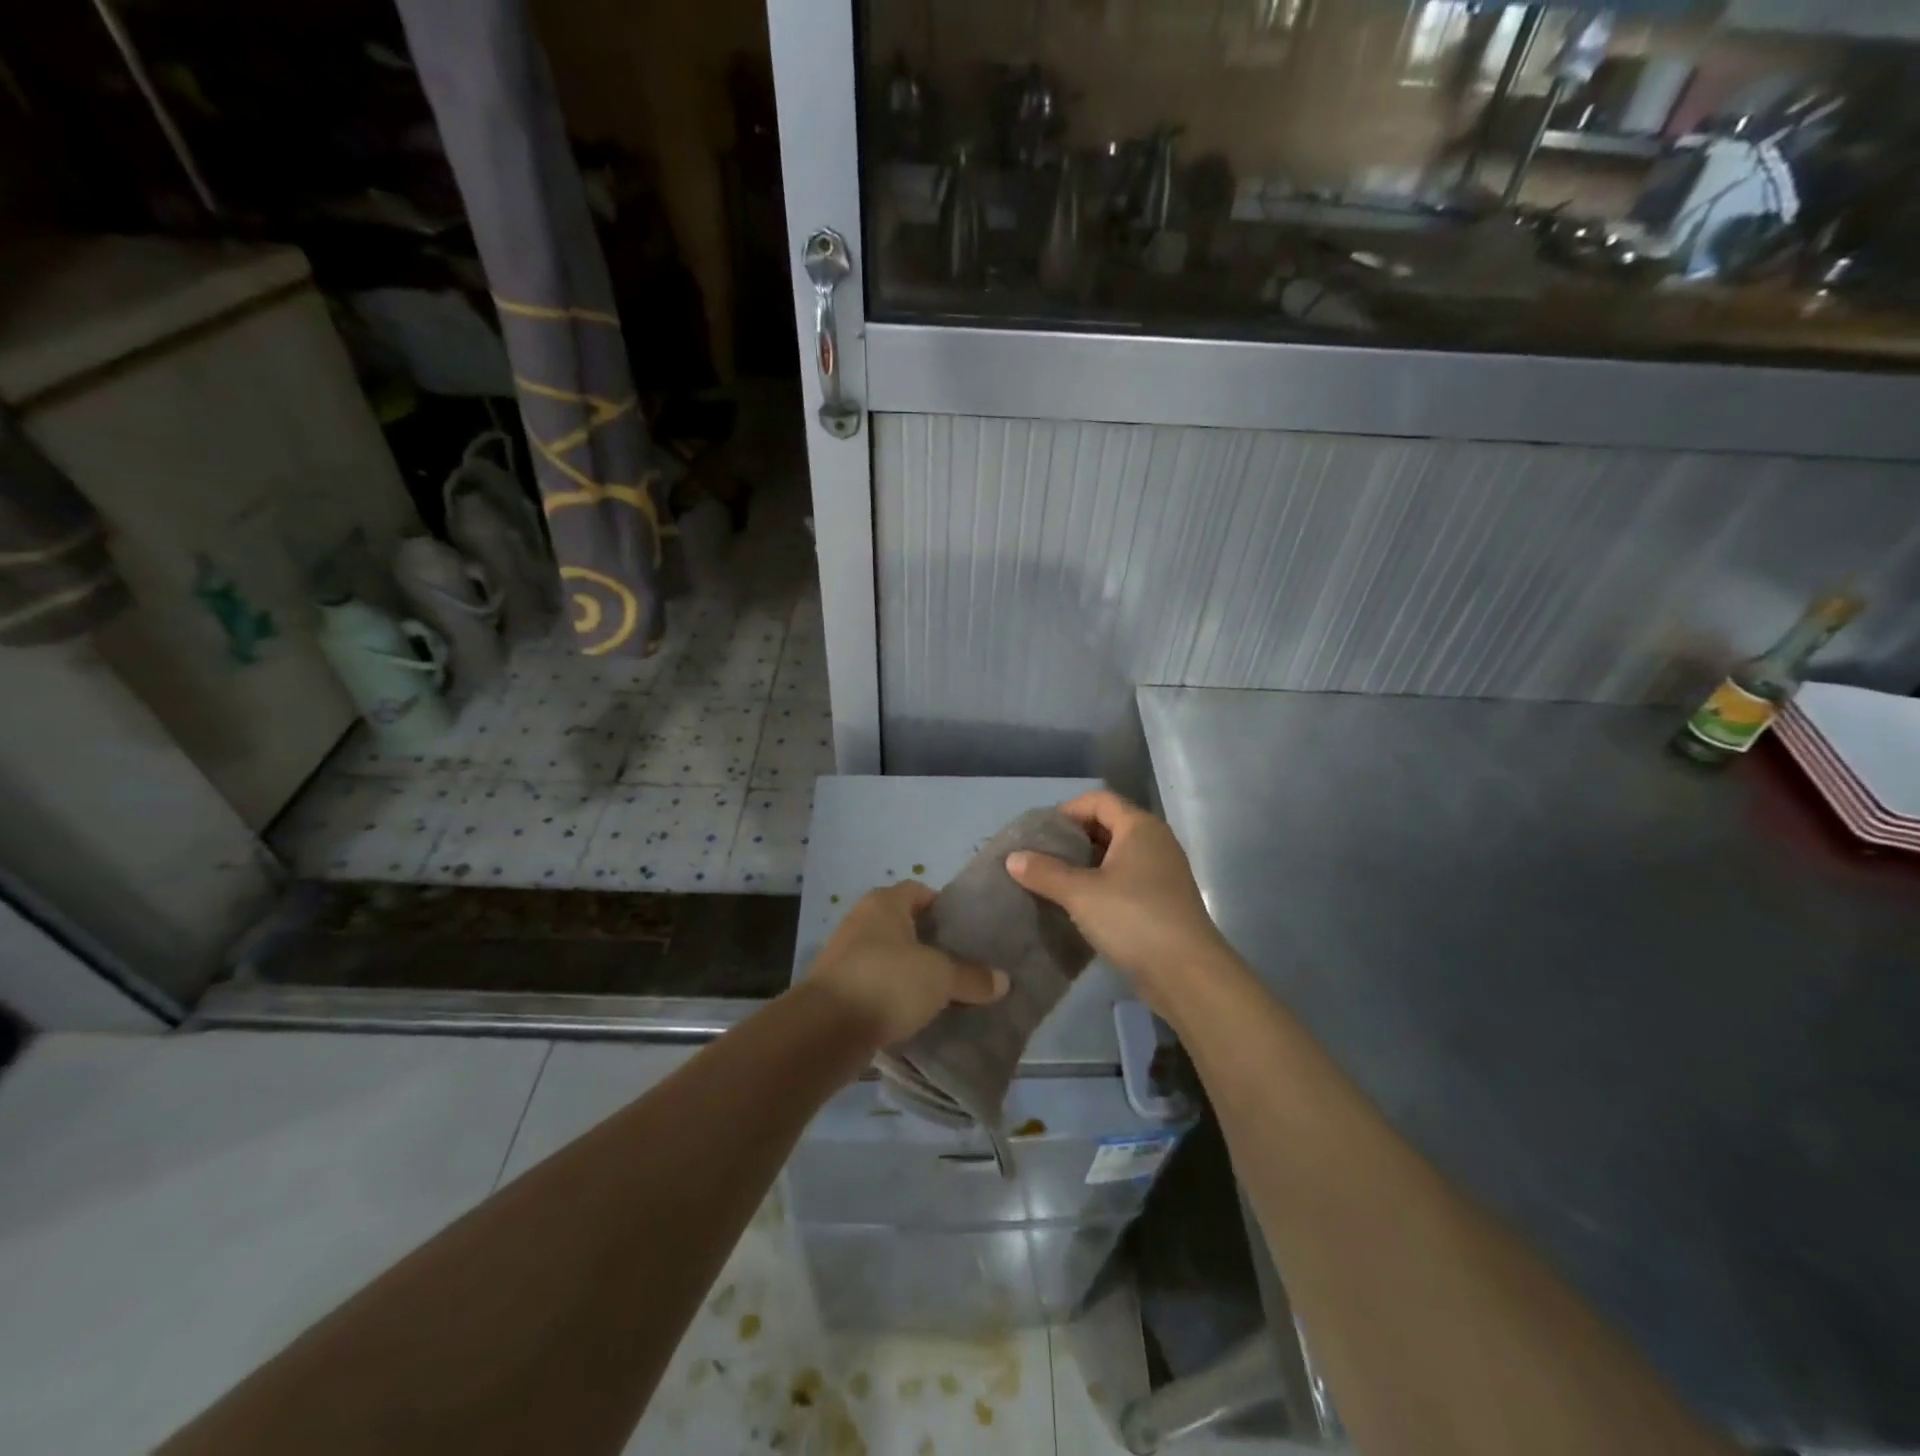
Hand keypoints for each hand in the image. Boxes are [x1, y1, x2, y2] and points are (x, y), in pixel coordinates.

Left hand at [807, 882, 1007, 1045]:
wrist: (824, 1029)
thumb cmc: (887, 982)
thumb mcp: (940, 977)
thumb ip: (972, 977)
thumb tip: (1004, 980)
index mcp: (884, 902)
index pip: (919, 891)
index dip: (944, 907)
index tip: (967, 931)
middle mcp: (861, 920)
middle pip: (904, 924)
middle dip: (930, 942)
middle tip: (961, 963)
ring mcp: (844, 954)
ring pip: (889, 956)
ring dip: (910, 971)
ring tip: (942, 992)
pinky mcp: (836, 988)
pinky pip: (874, 984)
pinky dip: (892, 994)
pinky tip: (913, 1014)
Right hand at [1006, 790, 1228, 1003]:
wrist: (1187, 973)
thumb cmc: (1133, 919)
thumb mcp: (1080, 893)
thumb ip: (1044, 872)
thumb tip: (1012, 858)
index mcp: (1140, 827)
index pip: (1099, 800)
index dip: (1067, 810)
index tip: (1039, 833)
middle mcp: (1155, 842)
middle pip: (1108, 825)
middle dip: (1073, 839)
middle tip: (1040, 857)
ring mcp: (1162, 873)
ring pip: (1116, 856)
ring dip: (1085, 865)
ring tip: (1052, 881)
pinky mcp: (1162, 901)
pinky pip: (1125, 880)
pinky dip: (1100, 884)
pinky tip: (1077, 905)